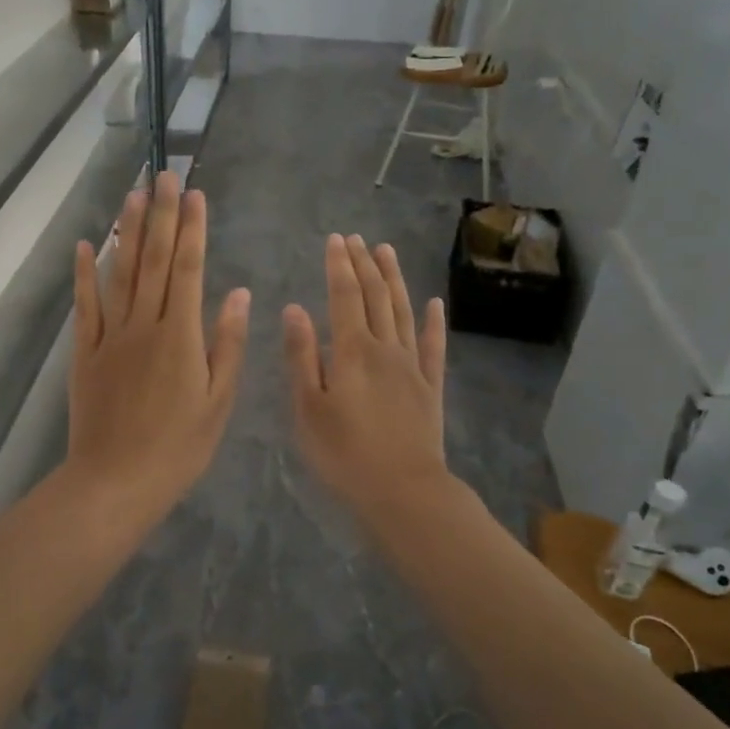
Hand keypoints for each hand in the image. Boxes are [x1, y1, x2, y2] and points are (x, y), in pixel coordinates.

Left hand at [67, 172, 249, 530]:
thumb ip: (227, 344)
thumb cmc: (178, 447)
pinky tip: (88, 245)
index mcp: (181, 336)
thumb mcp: (218, 401)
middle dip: (161, 215)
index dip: (192, 229)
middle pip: (153, 260)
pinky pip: (85, 306)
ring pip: (120, 274)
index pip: (188, 269)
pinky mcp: (85, 353)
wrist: (116, 481)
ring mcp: (110, 337)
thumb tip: (238, 293)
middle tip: (164, 175)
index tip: (194, 194)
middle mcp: (144, 325)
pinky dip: (85, 274)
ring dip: (128, 231)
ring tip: (133, 194)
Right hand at [283, 234, 448, 519]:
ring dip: (395, 280)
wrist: (403, 490)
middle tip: (358, 238)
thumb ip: (302, 356)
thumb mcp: (308, 408)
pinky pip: (434, 346)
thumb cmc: (344, 453)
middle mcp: (385, 348)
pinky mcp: (431, 387)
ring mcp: (412, 366)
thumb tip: (294, 309)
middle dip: (365, 264)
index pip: (345, 296)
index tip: (336, 240)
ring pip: (403, 311)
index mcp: (352, 351)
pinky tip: (434, 304)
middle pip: (376, 297)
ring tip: (387, 252)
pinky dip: (433, 322)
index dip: (339, 266)